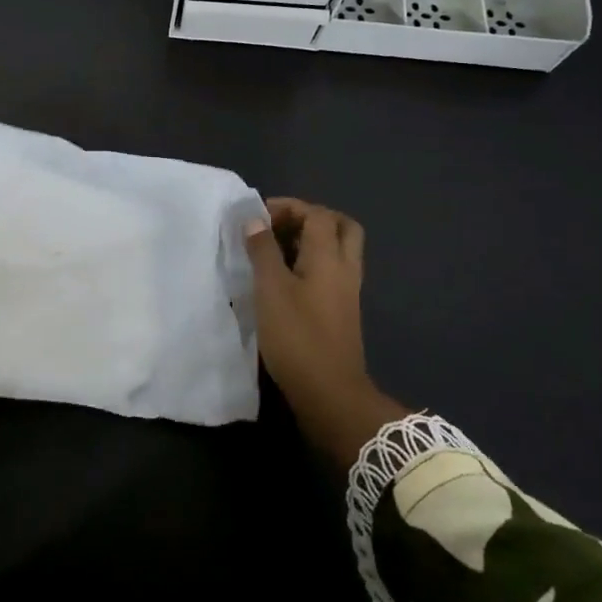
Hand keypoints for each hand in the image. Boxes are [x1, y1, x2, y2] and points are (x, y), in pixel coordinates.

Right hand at [245, 197, 409, 468]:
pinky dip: (311, 263)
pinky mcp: (341, 310)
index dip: (288, 207)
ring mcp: (347, 291)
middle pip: (339, 226)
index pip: (317, 214)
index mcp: (329, 257)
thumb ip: (263, 250)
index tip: (257, 217)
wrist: (329, 393)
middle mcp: (345, 268)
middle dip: (309, 218)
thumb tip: (254, 219)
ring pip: (337, 250)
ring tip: (275, 251)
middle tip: (278, 227)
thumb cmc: (297, 336)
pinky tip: (284, 278)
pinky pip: (331, 271)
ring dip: (309, 241)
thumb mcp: (271, 289)